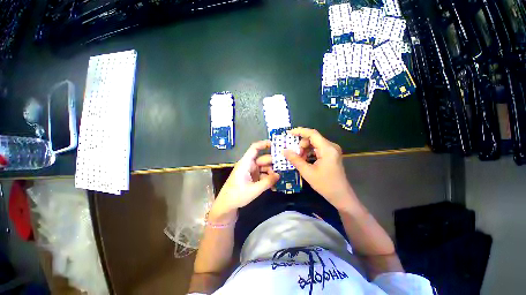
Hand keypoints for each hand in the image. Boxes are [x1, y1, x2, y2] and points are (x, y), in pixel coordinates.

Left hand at [210, 140, 279, 220]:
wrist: (226, 205)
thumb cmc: (237, 195)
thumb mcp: (254, 190)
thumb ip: (267, 182)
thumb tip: (279, 175)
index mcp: (246, 163)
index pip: (255, 148)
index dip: (264, 144)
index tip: (276, 145)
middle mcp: (249, 165)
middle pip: (263, 159)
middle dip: (273, 163)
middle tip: (284, 167)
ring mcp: (251, 171)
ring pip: (264, 167)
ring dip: (272, 173)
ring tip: (279, 180)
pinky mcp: (252, 177)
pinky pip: (262, 174)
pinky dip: (268, 178)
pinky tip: (273, 185)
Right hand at [283, 127, 356, 210]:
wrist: (341, 196)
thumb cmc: (325, 185)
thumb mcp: (307, 172)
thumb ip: (295, 159)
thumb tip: (284, 151)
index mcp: (327, 149)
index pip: (312, 134)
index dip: (299, 131)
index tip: (288, 133)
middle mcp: (331, 146)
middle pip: (313, 138)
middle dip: (301, 144)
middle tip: (295, 154)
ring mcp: (332, 150)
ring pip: (314, 143)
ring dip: (305, 149)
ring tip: (299, 159)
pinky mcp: (331, 154)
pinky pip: (317, 148)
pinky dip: (309, 152)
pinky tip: (305, 160)